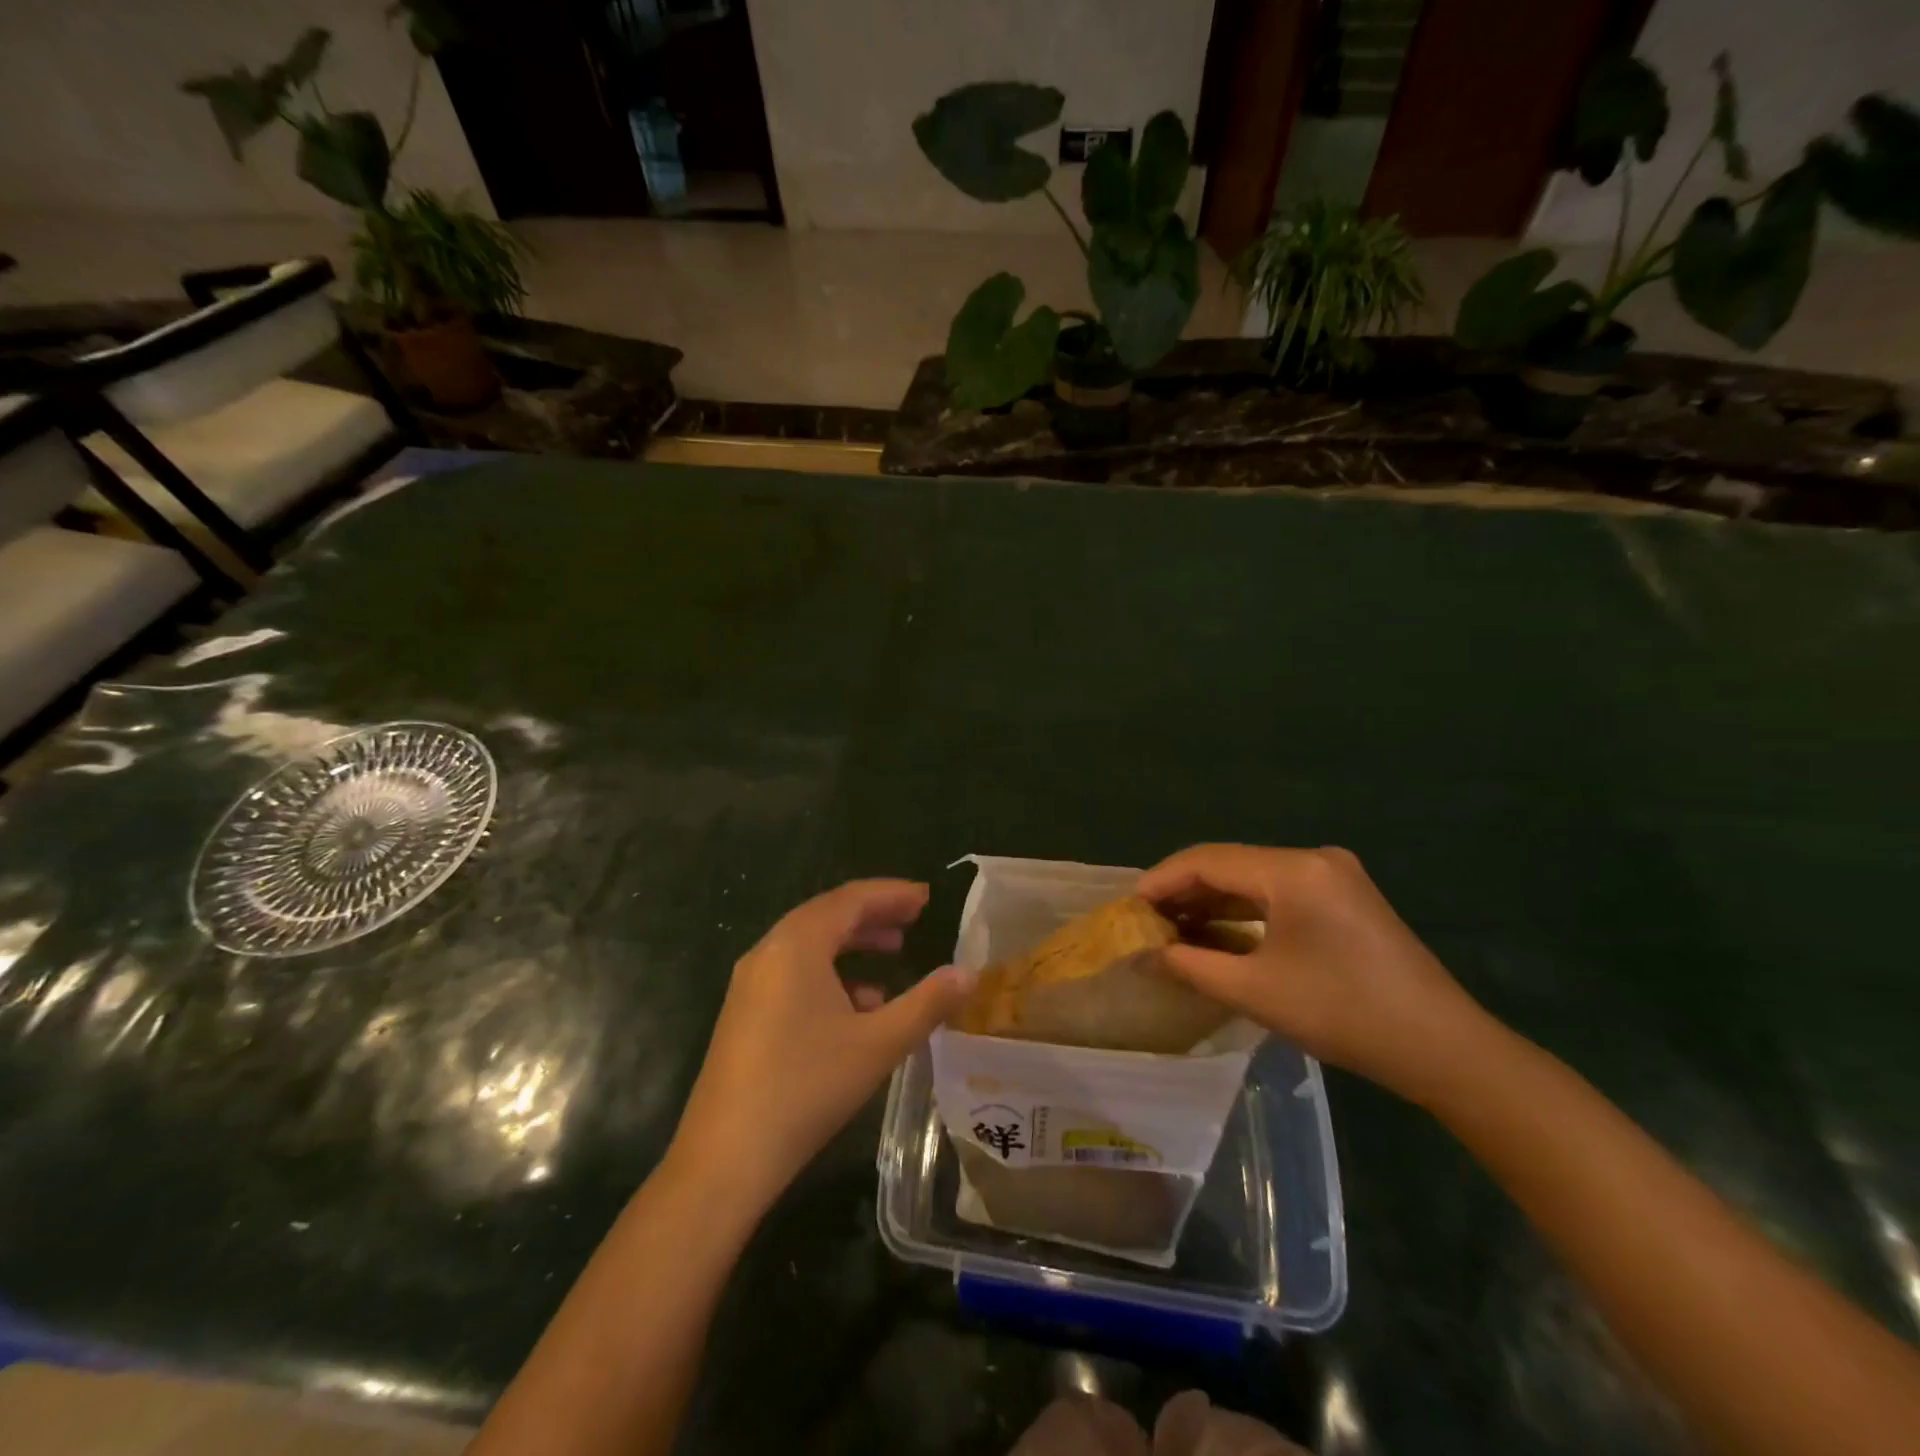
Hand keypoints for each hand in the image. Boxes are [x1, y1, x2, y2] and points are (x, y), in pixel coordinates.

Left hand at [667, 880, 971, 1212]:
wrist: (726, 1157)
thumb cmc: (807, 1088)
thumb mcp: (878, 1044)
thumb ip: (927, 1003)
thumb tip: (969, 974)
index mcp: (797, 945)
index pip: (850, 899)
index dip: (891, 894)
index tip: (926, 896)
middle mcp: (769, 951)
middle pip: (827, 915)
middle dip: (873, 914)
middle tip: (914, 918)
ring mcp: (751, 982)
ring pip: (810, 945)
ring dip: (852, 943)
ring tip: (893, 952)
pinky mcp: (745, 1011)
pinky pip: (794, 972)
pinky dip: (830, 973)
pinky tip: (859, 1005)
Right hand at [1139, 844, 1485, 1103]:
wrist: (1442, 1048)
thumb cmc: (1344, 1014)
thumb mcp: (1256, 991)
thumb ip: (1194, 965)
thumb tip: (1151, 953)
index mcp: (1293, 870)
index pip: (1209, 860)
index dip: (1163, 880)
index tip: (1129, 906)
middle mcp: (1313, 859)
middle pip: (1230, 863)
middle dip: (1184, 890)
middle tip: (1146, 919)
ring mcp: (1332, 875)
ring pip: (1252, 877)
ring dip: (1212, 900)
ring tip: (1172, 926)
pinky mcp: (1342, 896)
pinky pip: (1277, 892)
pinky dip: (1243, 909)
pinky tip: (1216, 930)